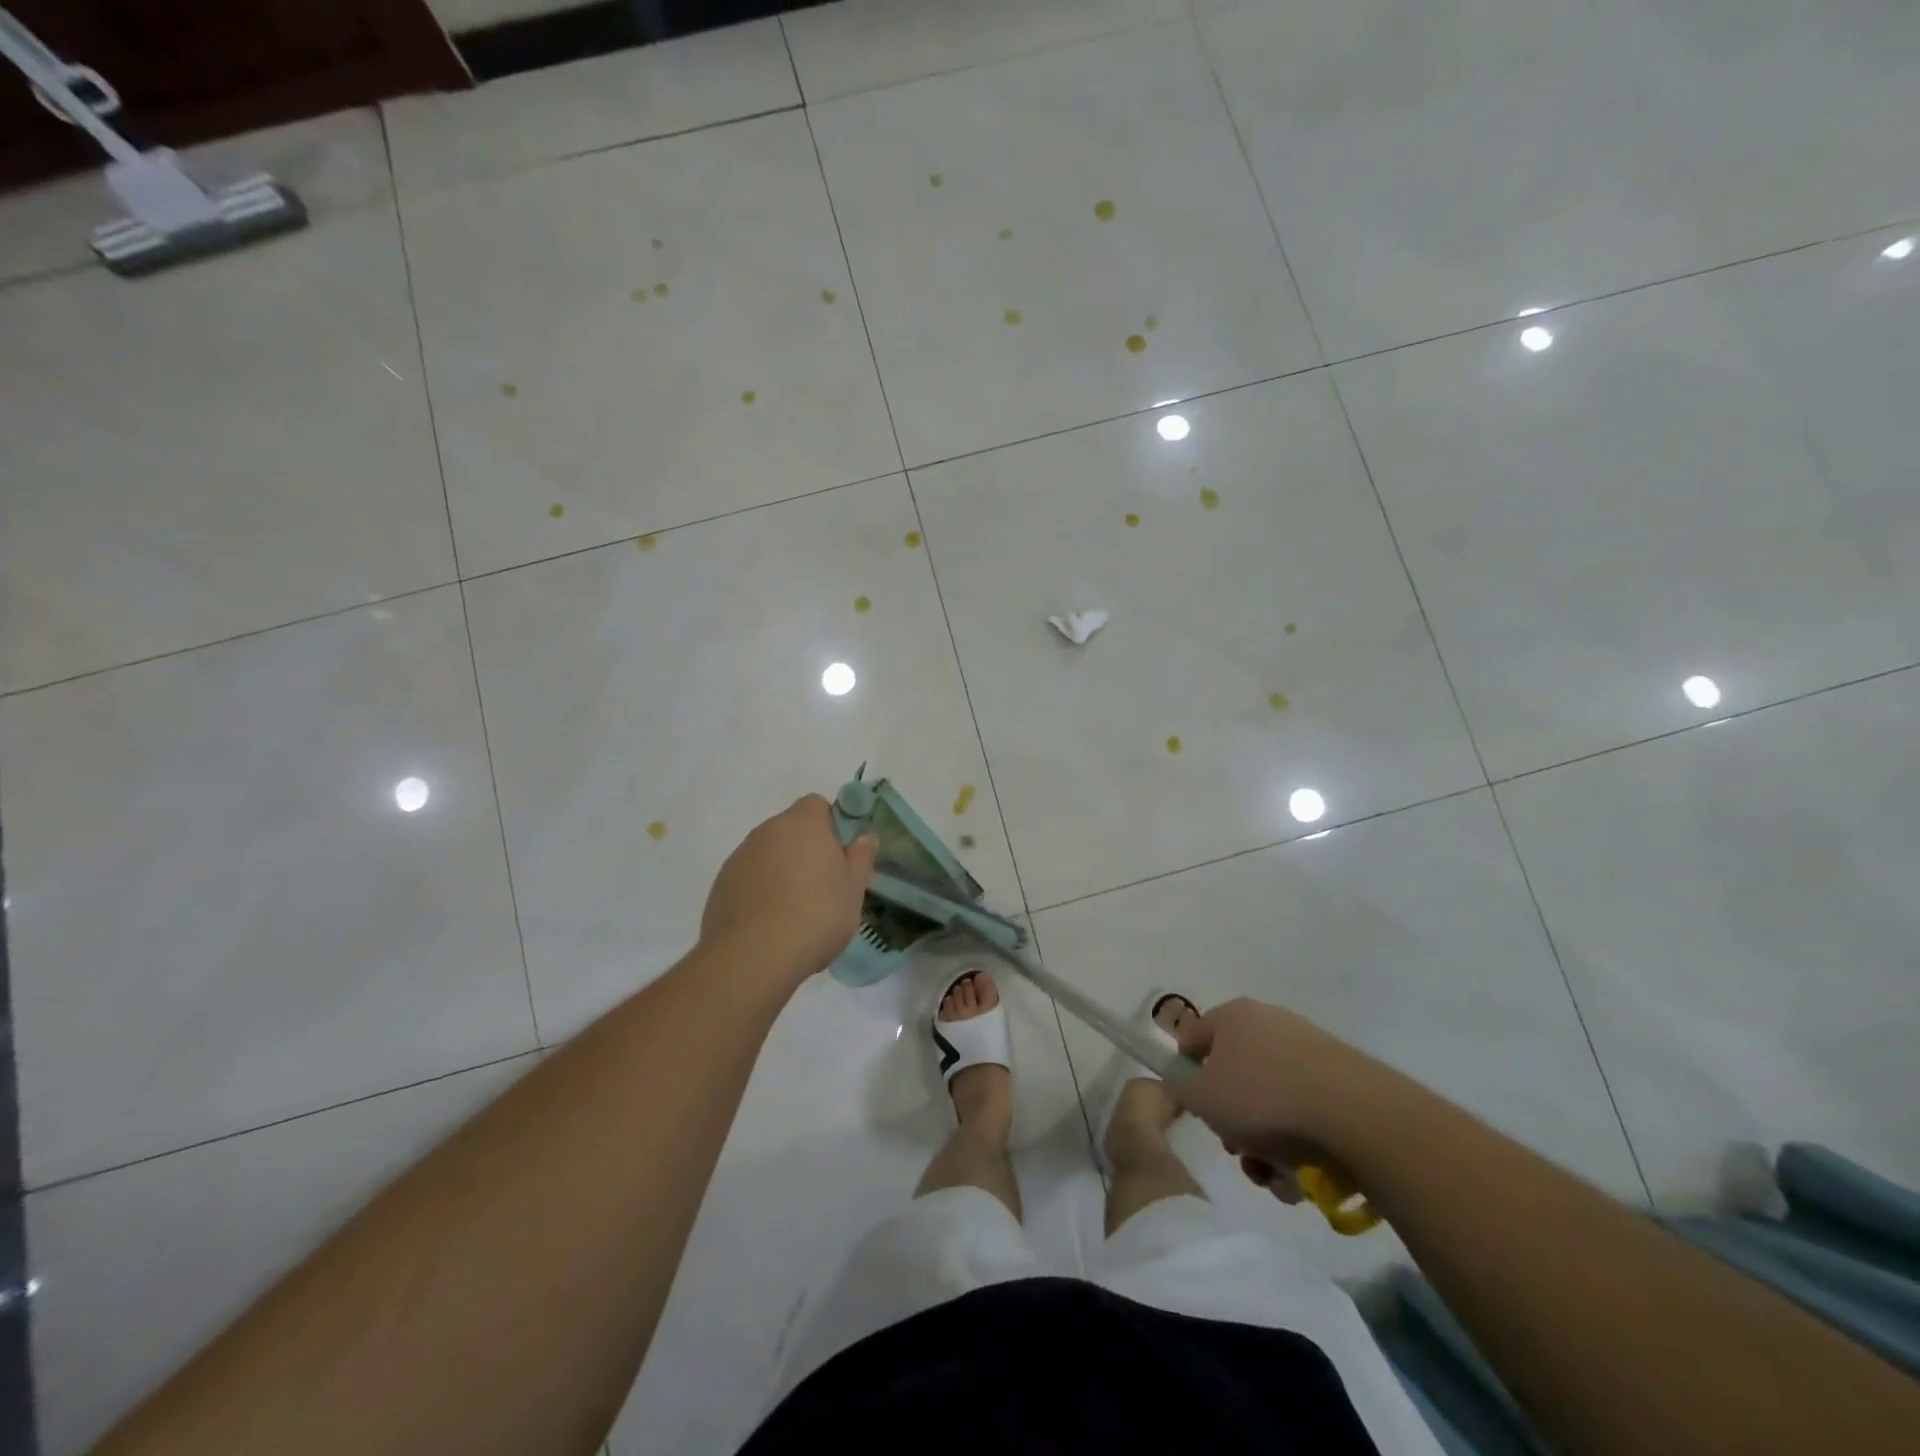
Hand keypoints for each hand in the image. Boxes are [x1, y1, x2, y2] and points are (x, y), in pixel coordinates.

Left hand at [700, 795, 877, 988]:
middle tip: (822, 885)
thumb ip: (861, 857)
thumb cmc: (815, 916)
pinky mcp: (721, 884)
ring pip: (768, 853)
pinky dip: (759, 889)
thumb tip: (865, 836)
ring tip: (794, 909)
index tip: (839, 855)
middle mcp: (767, 831)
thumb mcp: (853, 890)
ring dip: (781, 868)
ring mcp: (740, 857)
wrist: (752, 957)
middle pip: (791, 828)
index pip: (817, 804)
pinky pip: (748, 876)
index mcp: (803, 824)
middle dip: (806, 848)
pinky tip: (768, 922)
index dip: (830, 825)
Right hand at [1174, 997, 1367, 1203]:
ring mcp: (1310, 1049)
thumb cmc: (1263, 1097)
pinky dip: (1300, 1143)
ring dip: (1266, 1142)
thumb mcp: (1202, 1098)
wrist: (1355, 1115)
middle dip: (1234, 1120)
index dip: (1188, 1074)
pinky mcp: (1343, 1078)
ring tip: (1276, 1176)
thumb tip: (1184, 1083)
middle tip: (1239, 1149)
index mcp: (1234, 1015)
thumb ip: (1180, 1088)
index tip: (1197, 1110)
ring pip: (1271, 1101)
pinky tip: (1304, 1177)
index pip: (1195, 1038)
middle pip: (1236, 1075)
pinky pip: (1306, 1112)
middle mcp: (1270, 1022)